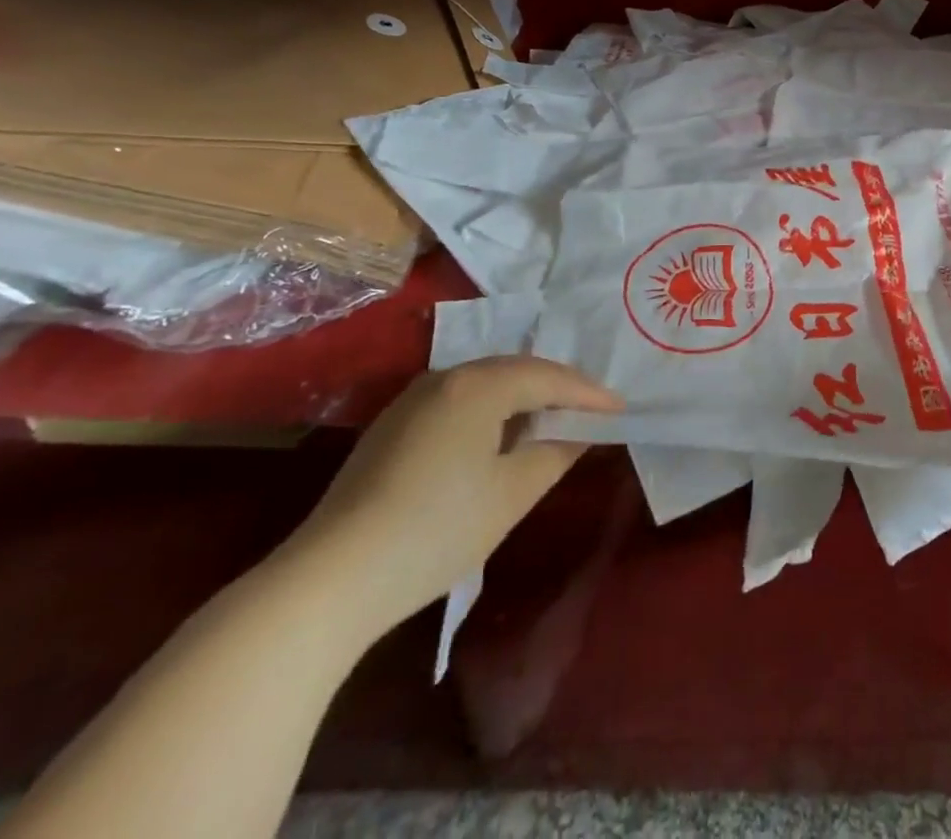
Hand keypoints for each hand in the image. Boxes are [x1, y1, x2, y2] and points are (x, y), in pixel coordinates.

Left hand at [280, 357, 622, 639]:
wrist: (329, 579)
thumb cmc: (436, 531)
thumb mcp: (512, 494)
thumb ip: (556, 453)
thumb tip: (581, 433)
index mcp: (478, 385)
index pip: (548, 377)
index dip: (588, 393)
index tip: (620, 408)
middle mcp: (445, 377)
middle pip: (516, 370)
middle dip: (557, 388)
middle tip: (591, 409)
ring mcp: (412, 399)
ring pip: (485, 384)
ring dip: (522, 397)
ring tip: (552, 419)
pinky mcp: (391, 425)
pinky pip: (458, 401)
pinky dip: (490, 410)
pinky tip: (498, 436)